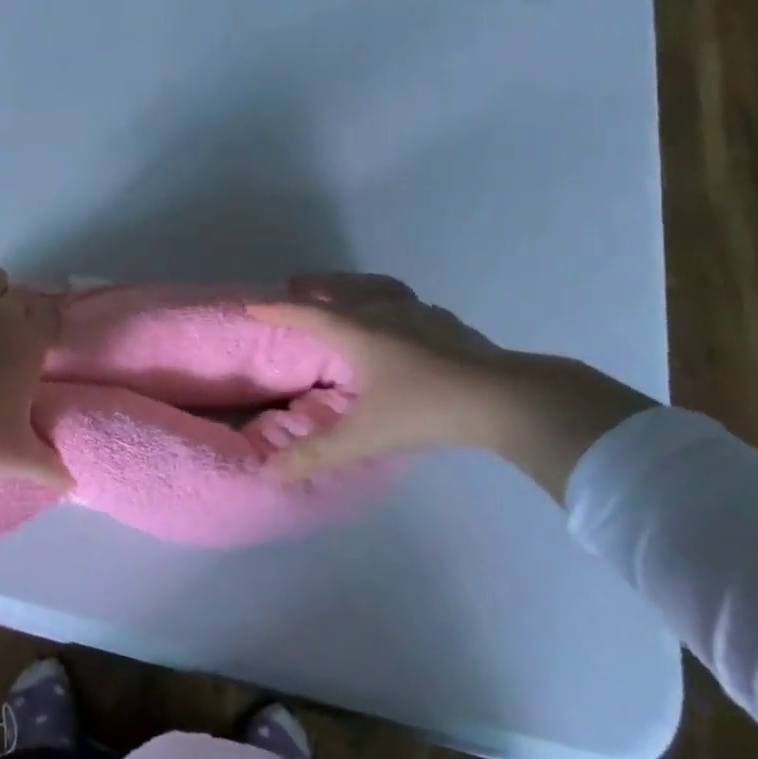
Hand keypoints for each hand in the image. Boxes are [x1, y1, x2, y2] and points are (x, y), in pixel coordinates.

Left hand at [0, 264, 70, 486]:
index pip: (52, 317)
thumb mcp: (18, 456)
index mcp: (31, 345)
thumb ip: (49, 466)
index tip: (42, 331)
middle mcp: (5, 316)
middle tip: (10, 327)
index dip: (49, 320)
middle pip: (23, 295)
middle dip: (20, 306)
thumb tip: (75, 487)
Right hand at [248, 273, 658, 500]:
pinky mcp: (451, 326)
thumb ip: (316, 456)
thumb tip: (268, 475)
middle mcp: (386, 313)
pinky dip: (392, 304)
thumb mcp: (363, 438)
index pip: (308, 314)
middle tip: (299, 283)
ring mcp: (422, 316)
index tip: (254, 305)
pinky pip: (409, 304)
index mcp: (359, 332)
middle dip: (317, 286)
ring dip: (357, 287)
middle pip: (344, 289)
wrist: (503, 398)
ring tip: (349, 293)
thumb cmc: (424, 410)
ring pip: (380, 289)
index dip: (278, 310)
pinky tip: (403, 322)